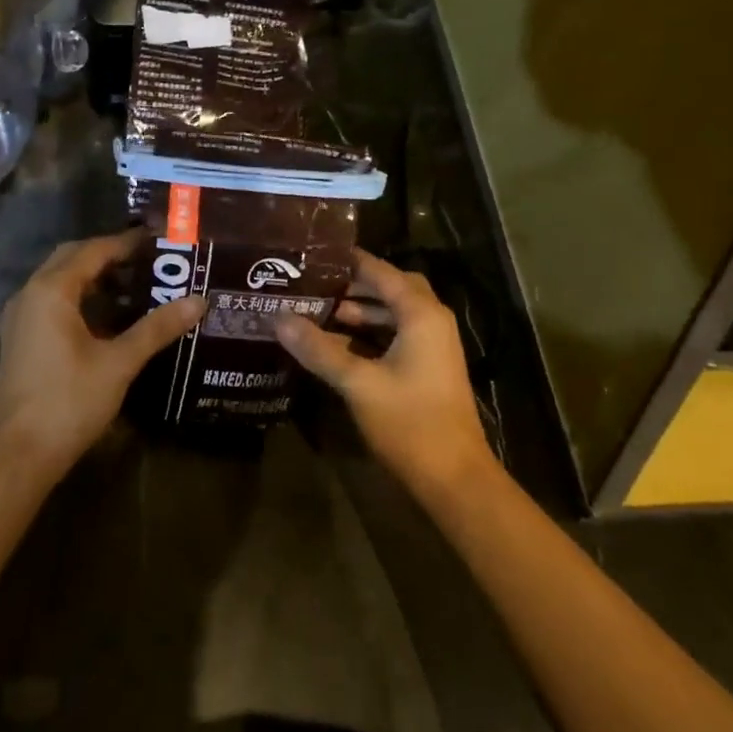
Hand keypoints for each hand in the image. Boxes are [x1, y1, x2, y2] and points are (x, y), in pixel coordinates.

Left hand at [0, 230, 206, 477]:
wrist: (18, 453)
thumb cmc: (69, 401)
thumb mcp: (118, 363)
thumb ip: (157, 329)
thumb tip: (198, 300)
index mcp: (51, 290)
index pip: (93, 250)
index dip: (126, 243)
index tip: (159, 241)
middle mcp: (30, 294)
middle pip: (72, 259)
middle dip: (108, 256)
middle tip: (149, 261)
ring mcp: (21, 318)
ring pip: (60, 283)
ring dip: (94, 279)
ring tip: (136, 287)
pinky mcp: (21, 340)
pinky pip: (53, 304)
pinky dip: (81, 301)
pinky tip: (109, 320)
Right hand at [274, 249, 495, 494]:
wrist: (454, 478)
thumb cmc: (409, 422)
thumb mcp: (357, 383)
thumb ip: (318, 349)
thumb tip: (279, 318)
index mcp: (420, 314)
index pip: (380, 272)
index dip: (348, 261)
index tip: (311, 253)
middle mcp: (431, 321)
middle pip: (390, 288)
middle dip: (353, 285)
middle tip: (313, 283)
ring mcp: (432, 346)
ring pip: (392, 314)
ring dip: (359, 311)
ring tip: (316, 311)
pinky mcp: (427, 368)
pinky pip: (395, 335)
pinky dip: (368, 333)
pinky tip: (336, 344)